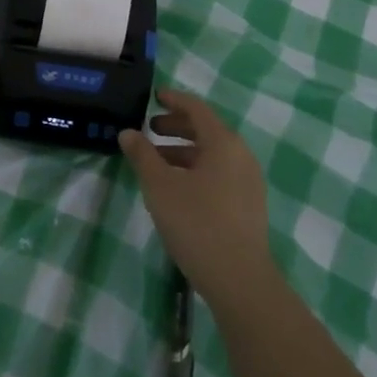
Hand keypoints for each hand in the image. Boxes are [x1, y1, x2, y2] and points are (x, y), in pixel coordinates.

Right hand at [120, 89, 274, 308]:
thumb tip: (128, 132)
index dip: (173, 100)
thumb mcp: (160, 186)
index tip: (154, 96)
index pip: (196, 108)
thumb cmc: (197, 223)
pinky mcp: (249, 205)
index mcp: (223, 142)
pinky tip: (178, 188)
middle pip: (206, 130)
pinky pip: (219, 173)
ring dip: (184, 151)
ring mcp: (248, 181)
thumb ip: (142, 155)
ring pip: (212, 154)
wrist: (239, 279)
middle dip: (176, 127)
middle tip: (150, 129)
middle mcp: (240, 155)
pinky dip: (196, 170)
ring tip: (157, 162)